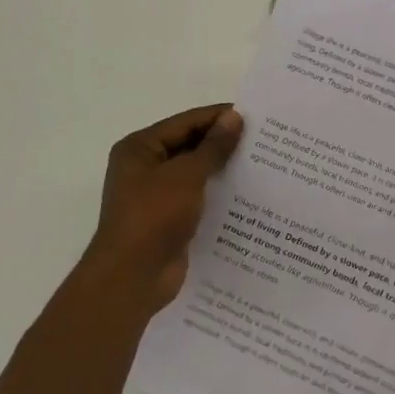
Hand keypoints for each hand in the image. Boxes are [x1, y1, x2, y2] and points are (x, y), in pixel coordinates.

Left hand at [78, 104, 243, 317]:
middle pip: (189, 146)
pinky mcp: (168, 221)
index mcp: (139, 148)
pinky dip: (217, 195)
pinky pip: (197, 199)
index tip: (253, 115)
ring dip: (222, 170)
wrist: (132, 278)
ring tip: (260, 165)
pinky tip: (246, 196)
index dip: (217, 117)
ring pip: (194, 174)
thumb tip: (234, 117)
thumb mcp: (186, 175)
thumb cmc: (154, 216)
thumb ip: (213, 147)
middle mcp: (144, 168)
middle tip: (262, 140)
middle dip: (222, 143)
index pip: (185, 122)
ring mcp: (155, 197)